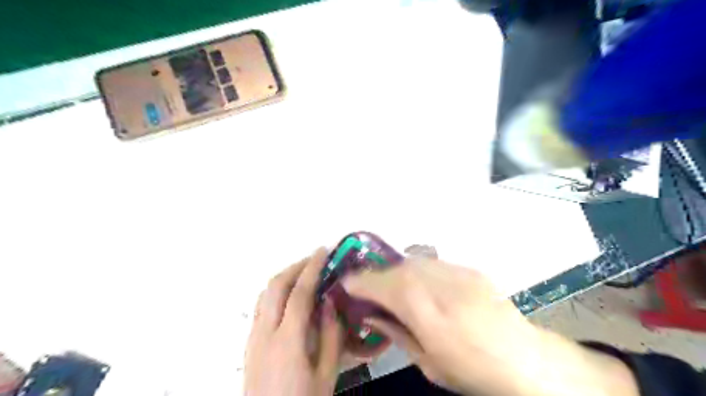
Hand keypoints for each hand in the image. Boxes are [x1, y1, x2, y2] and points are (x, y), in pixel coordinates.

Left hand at [246, 248, 345, 395]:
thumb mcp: (326, 374)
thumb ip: (331, 336)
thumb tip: (331, 301)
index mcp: (288, 341)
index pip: (300, 293)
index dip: (312, 268)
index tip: (323, 251)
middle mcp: (265, 333)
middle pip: (275, 286)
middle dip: (295, 266)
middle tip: (315, 259)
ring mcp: (253, 337)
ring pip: (264, 294)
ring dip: (284, 277)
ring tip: (304, 274)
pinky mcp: (249, 344)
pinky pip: (261, 307)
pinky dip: (276, 292)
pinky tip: (290, 298)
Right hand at [342, 260, 639, 395]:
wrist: (524, 358)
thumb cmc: (471, 371)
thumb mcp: (427, 363)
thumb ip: (395, 331)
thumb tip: (370, 313)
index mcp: (428, 314)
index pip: (385, 286)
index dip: (361, 282)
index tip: (346, 283)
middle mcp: (441, 285)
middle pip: (398, 268)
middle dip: (377, 274)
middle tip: (366, 285)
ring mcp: (458, 273)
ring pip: (415, 261)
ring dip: (396, 270)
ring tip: (392, 285)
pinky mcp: (470, 269)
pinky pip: (434, 263)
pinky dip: (418, 270)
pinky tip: (421, 285)